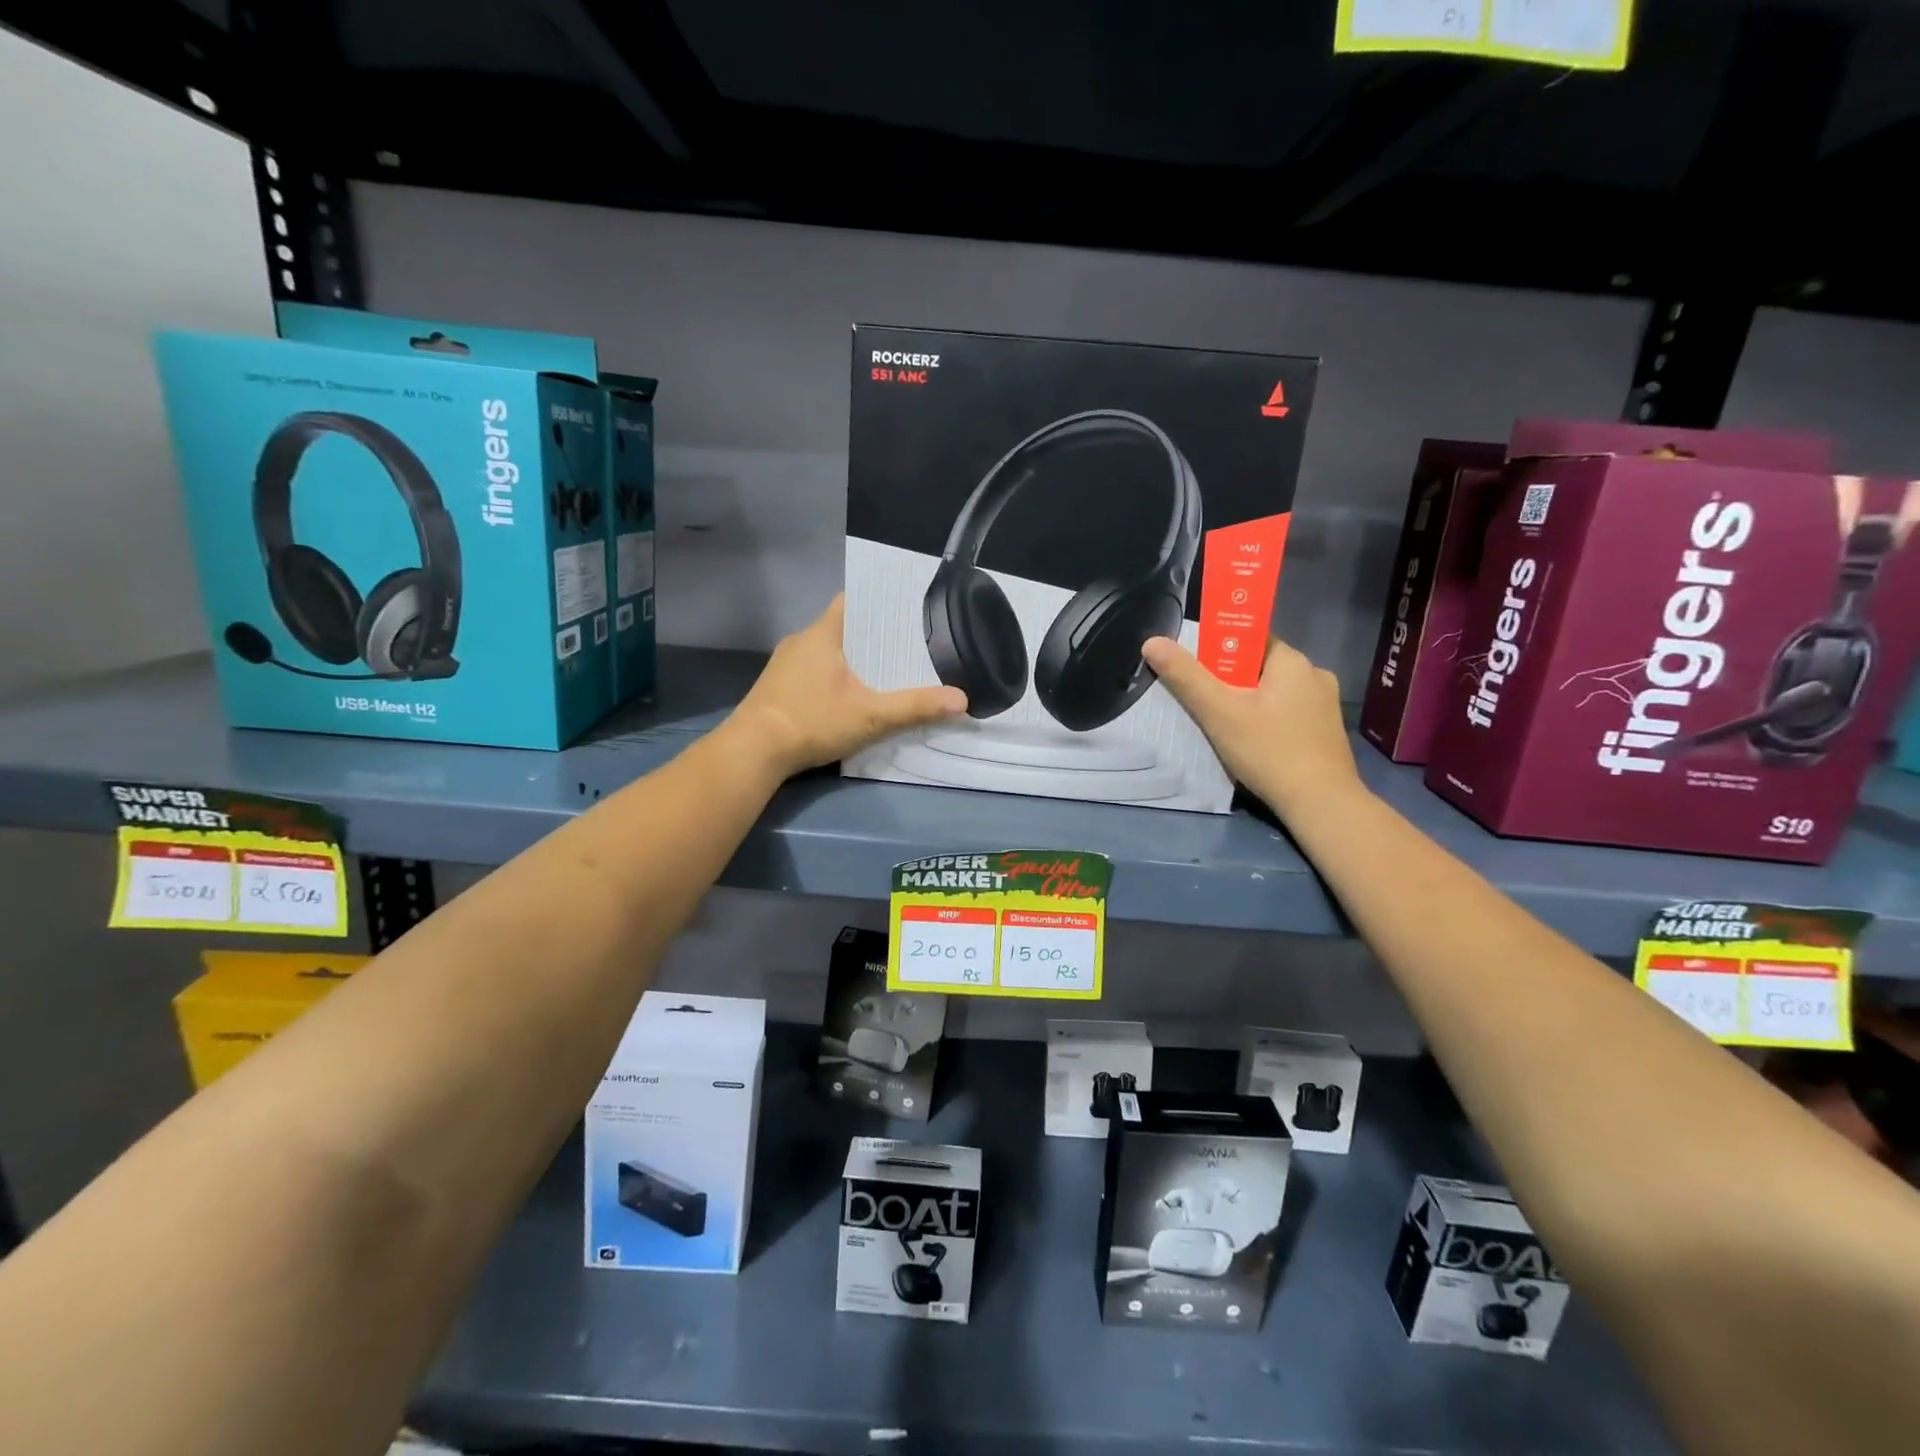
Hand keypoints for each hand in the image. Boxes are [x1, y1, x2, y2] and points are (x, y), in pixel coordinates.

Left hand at [732, 595, 966, 776]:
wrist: (752, 752)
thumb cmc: (811, 722)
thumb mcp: (870, 717)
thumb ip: (915, 707)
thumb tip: (962, 700)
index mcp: (822, 634)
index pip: (852, 601)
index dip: (879, 604)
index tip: (905, 612)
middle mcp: (800, 641)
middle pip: (842, 627)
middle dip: (872, 636)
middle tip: (905, 645)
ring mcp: (784, 664)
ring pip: (826, 651)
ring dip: (851, 658)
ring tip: (884, 669)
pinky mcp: (776, 687)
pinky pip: (812, 670)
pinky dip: (832, 676)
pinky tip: (848, 694)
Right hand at [1141, 634, 1361, 821]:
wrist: (1321, 804)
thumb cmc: (1268, 751)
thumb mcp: (1219, 712)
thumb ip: (1185, 676)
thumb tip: (1152, 642)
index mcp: (1292, 660)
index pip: (1249, 639)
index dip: (1218, 651)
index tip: (1198, 675)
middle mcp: (1314, 674)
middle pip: (1259, 667)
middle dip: (1230, 682)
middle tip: (1206, 706)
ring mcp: (1325, 704)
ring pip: (1274, 693)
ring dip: (1248, 704)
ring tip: (1226, 728)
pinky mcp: (1326, 731)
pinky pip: (1288, 713)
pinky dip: (1267, 721)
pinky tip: (1254, 744)